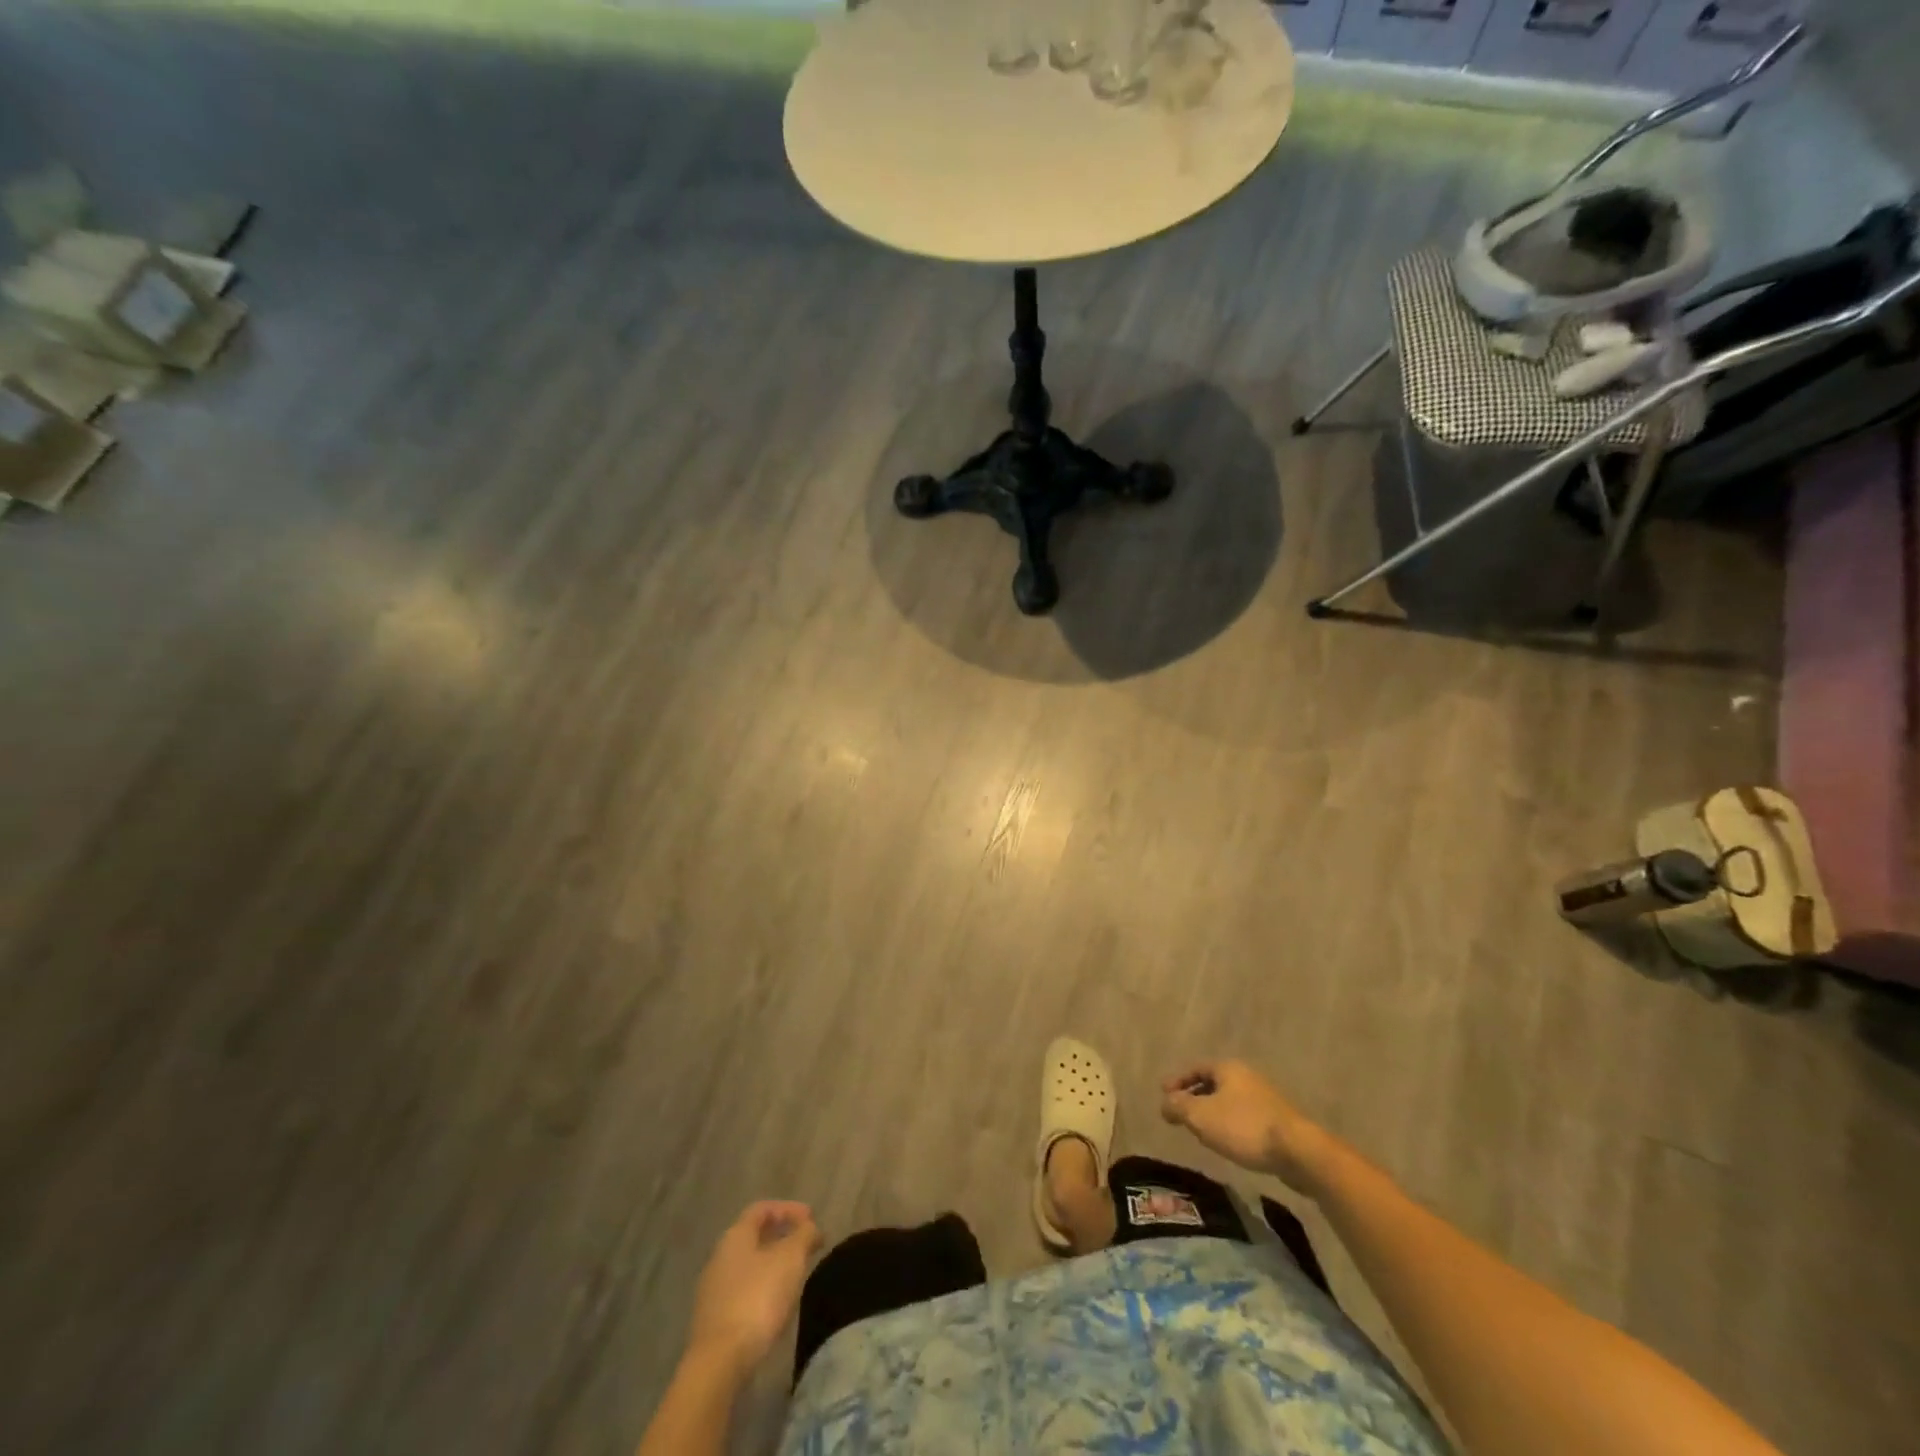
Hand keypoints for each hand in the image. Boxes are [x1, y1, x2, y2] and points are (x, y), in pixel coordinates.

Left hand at [687, 1201, 821, 1374]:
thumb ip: (804, 1235)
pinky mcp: (714, 1320)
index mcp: (735, 1236)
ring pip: (749, 1265)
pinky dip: (763, 1288)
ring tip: (796, 1275)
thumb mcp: (791, 1259)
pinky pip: (743, 1291)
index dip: (788, 1209)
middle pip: (754, 1237)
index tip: (812, 1219)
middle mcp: (720, 1256)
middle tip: (807, 1245)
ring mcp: (713, 1290)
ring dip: (773, 1264)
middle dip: (782, 1237)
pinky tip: (777, 1304)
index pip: (762, 1209)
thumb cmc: (757, 1299)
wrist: (719, 1363)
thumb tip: (810, 1227)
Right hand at [1160, 1060, 1338, 1194]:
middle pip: (1213, 1083)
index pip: (1196, 1068)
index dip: (1178, 1080)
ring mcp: (1265, 1098)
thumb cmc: (1243, 1127)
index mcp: (1228, 1068)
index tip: (1163, 1093)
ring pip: (1229, 1100)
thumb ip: (1178, 1107)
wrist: (1298, 1151)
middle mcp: (1247, 1076)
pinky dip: (1229, 1124)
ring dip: (1212, 1112)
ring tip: (1200, 1129)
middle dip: (1195, 1096)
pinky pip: (1244, 1116)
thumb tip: (1164, 1103)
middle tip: (1180, 1112)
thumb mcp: (1201, 1116)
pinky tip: (1227, 1141)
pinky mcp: (1277, 1120)